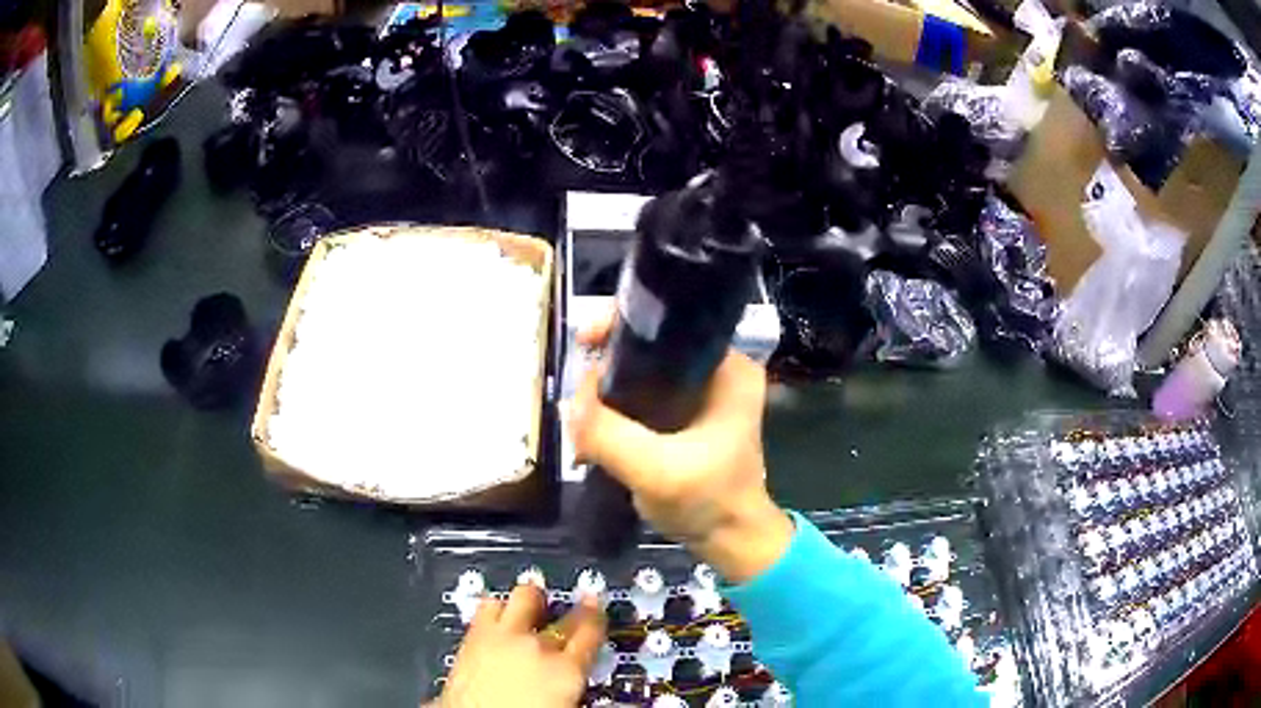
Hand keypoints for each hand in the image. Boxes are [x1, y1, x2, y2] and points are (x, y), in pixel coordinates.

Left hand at [438, 585, 605, 707]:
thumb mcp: (565, 706)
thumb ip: (575, 687)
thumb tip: (580, 684)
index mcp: (566, 670)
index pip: (591, 631)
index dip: (595, 614)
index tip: (595, 605)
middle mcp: (535, 647)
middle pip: (558, 613)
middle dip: (564, 606)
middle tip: (568, 603)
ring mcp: (501, 638)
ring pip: (519, 599)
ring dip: (525, 600)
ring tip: (528, 600)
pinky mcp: (470, 639)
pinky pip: (485, 610)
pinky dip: (494, 608)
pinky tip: (494, 614)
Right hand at [570, 314, 793, 583]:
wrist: (730, 541)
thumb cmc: (709, 502)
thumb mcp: (657, 471)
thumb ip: (610, 434)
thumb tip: (570, 401)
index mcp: (728, 368)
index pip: (669, 324)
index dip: (622, 325)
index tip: (583, 340)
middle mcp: (717, 370)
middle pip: (650, 347)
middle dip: (606, 366)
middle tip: (577, 394)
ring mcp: (701, 393)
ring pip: (641, 374)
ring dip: (606, 392)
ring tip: (580, 419)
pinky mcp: (685, 415)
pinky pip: (641, 398)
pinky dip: (615, 410)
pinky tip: (592, 432)